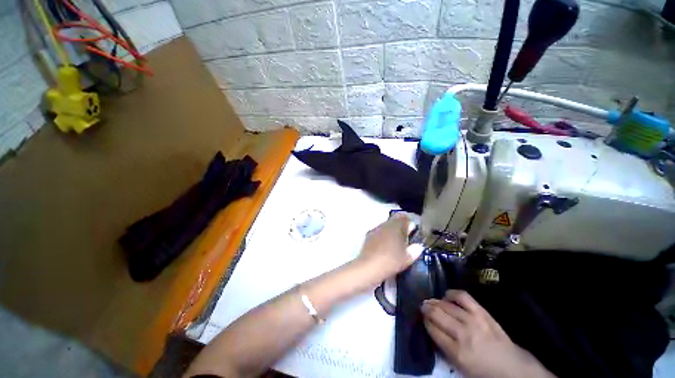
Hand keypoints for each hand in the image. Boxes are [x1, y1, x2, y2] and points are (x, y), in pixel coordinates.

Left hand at [355, 213, 413, 281]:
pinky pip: (379, 232)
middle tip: (406, 239)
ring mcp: (375, 230)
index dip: (409, 222)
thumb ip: (414, 250)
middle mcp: (384, 225)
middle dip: (400, 227)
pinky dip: (383, 237)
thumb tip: (418, 246)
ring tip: (395, 244)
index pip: (403, 217)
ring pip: (386, 226)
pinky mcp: (368, 236)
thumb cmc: (390, 261)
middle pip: (394, 221)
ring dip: (391, 232)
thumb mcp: (407, 258)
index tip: (413, 231)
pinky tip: (385, 247)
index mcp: (395, 226)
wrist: (368, 267)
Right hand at [422, 290, 554, 377]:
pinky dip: (452, 294)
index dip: (425, 321)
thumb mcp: (460, 367)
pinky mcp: (481, 312)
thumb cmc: (483, 370)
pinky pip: (462, 296)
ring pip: (446, 305)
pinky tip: (447, 296)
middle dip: (426, 308)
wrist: (511, 366)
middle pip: (436, 314)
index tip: (422, 318)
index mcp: (457, 351)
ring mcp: (473, 320)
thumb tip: (431, 328)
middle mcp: (462, 333)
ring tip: (431, 301)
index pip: (432, 329)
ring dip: (435, 301)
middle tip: (422, 306)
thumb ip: (443, 348)